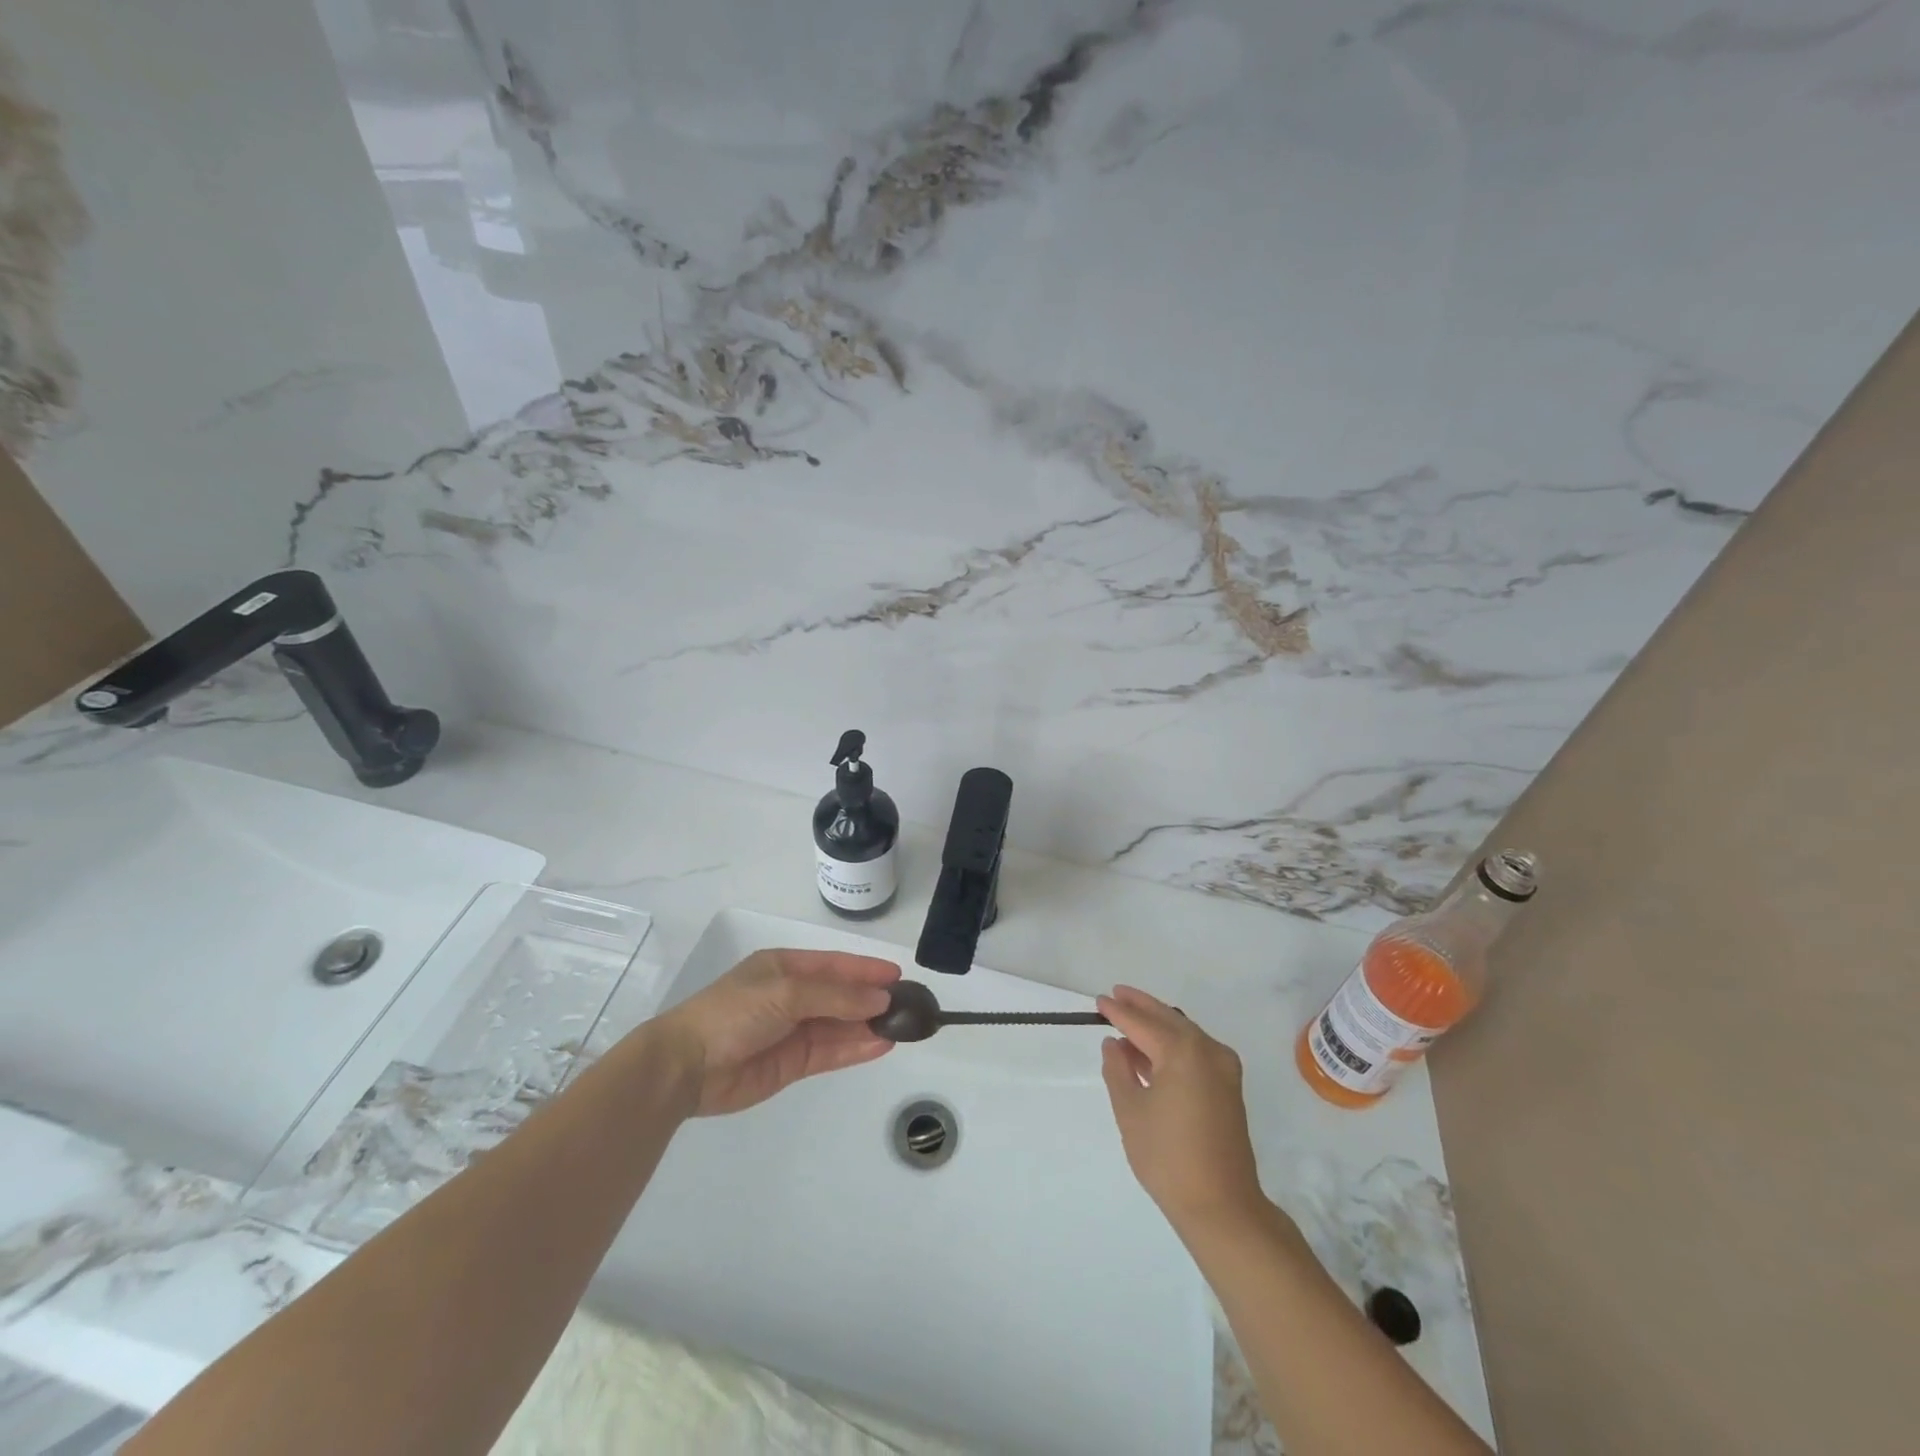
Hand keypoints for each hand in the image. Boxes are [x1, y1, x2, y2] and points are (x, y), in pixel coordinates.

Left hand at [654, 948, 899, 1115]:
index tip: (899, 976)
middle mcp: (792, 996)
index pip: (836, 965)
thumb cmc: (734, 1013)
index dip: (867, 970)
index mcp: (785, 967)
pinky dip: (856, 1049)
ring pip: (840, 1025)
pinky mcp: (792, 1063)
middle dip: (872, 999)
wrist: (687, 1066)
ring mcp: (793, 1031)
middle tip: (910, 1006)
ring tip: (903, 1028)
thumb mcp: (786, 992)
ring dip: (869, 1025)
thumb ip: (836, 996)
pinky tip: (881, 1045)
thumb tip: (881, 998)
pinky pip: (831, 1052)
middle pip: (841, 995)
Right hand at [1098, 985, 1264, 1234]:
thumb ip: (1118, 1070)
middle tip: (1116, 995)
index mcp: (1183, 1051)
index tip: (1099, 1000)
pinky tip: (1151, 1053)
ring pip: (1184, 1033)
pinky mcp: (1229, 1087)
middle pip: (1168, 1019)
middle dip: (1141, 1006)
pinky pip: (1196, 1051)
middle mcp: (1208, 1050)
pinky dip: (1173, 1045)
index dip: (1118, 1011)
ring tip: (1128, 1022)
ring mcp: (1224, 1068)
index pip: (1142, 1023)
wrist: (1222, 1206)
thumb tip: (1114, 1044)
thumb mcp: (1130, 1111)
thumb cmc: (1168, 1158)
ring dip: (1157, 1025)